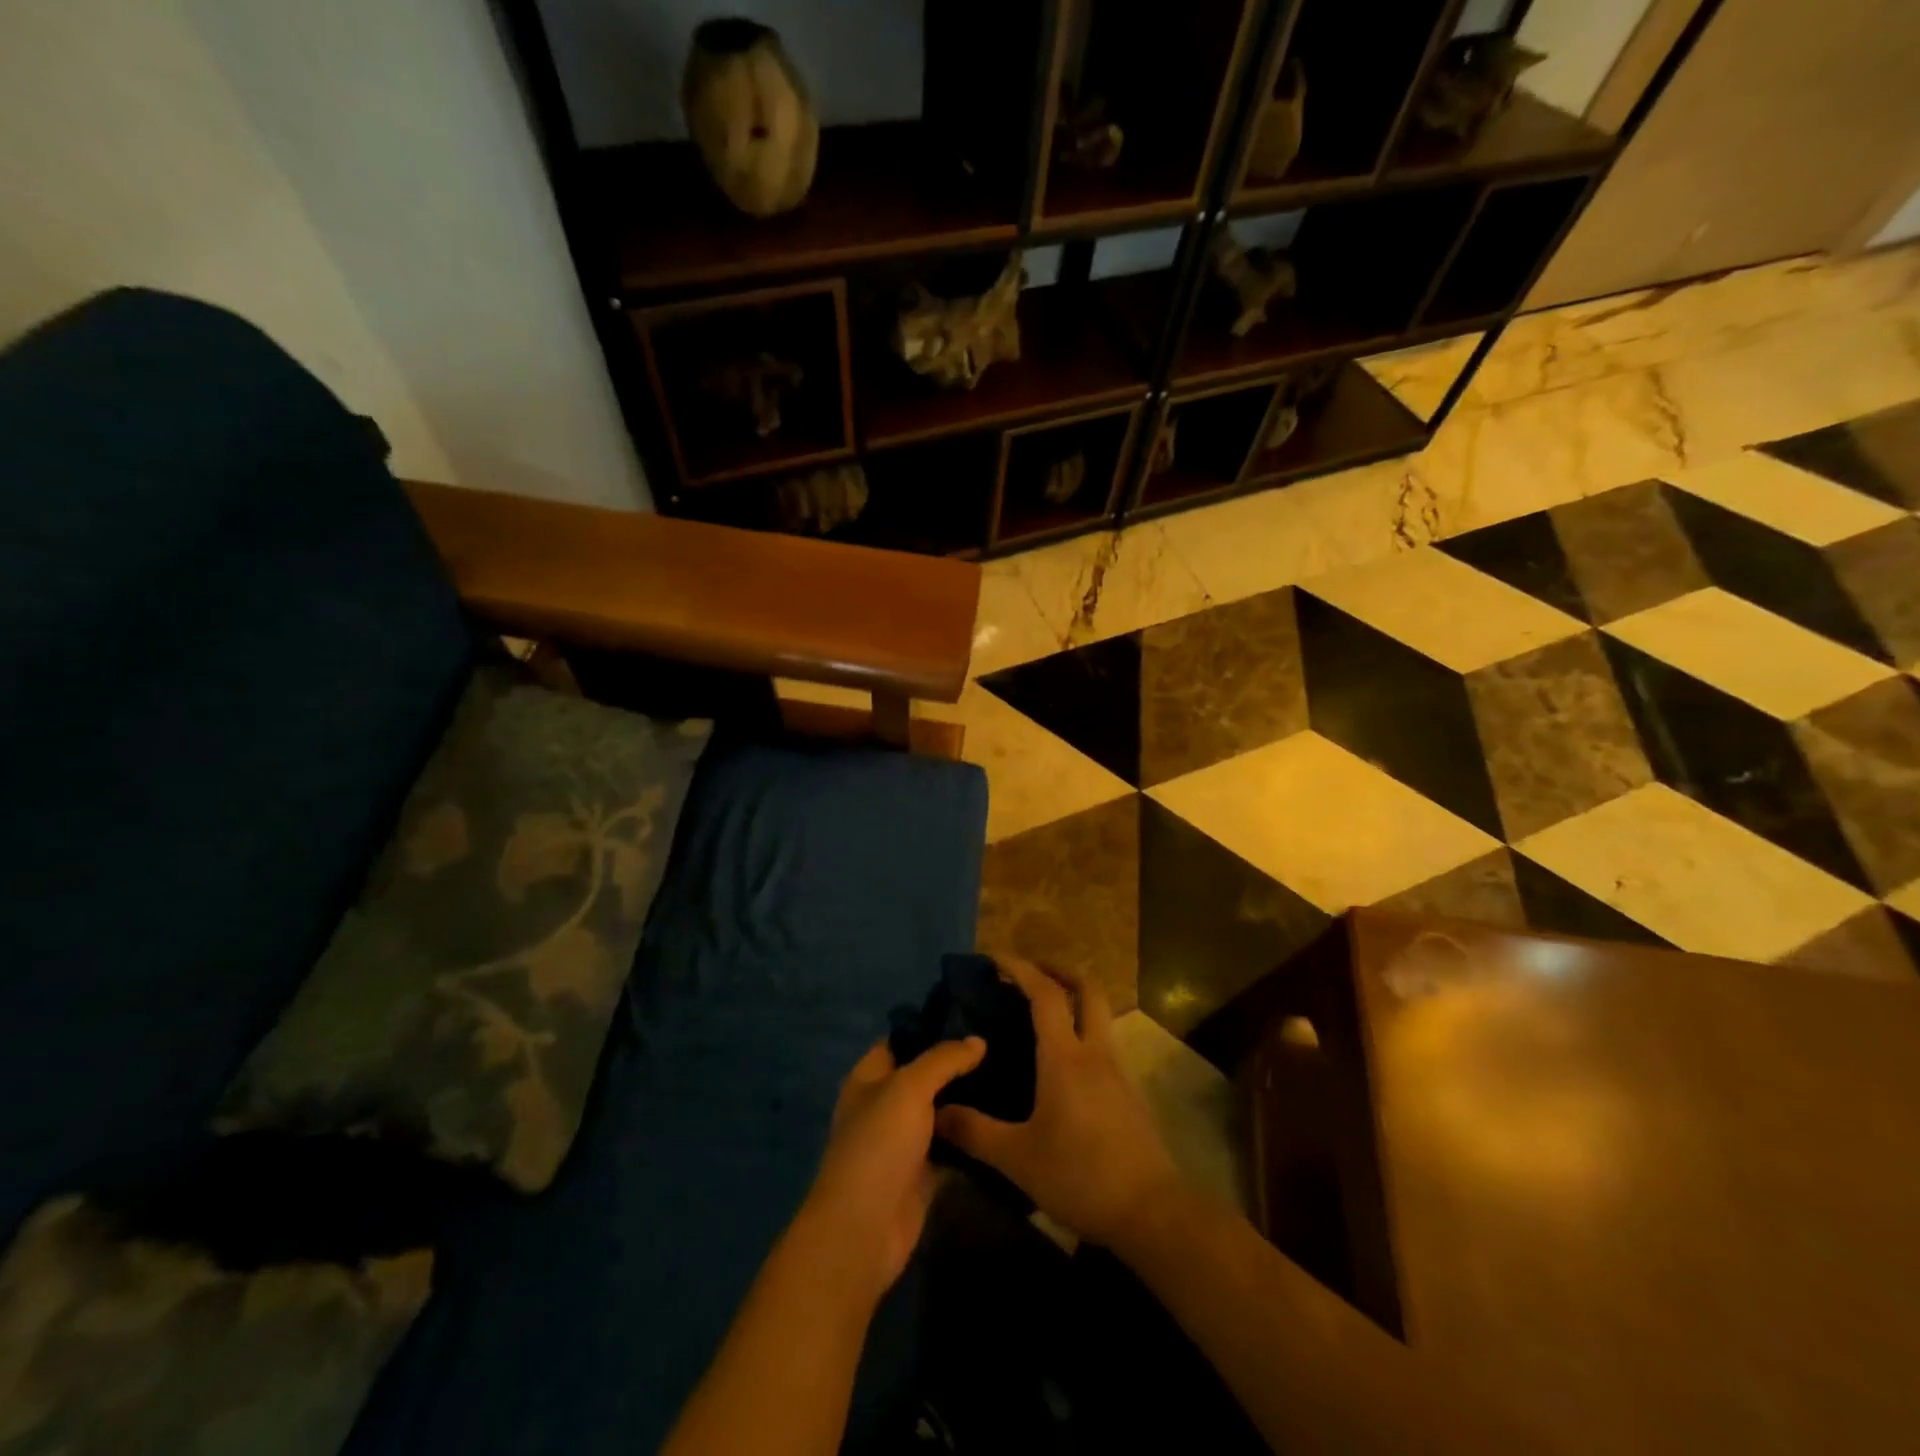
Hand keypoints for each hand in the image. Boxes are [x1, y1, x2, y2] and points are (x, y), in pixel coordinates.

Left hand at [795, 1036, 985, 1304]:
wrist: (864, 1229)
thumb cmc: (879, 1144)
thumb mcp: (909, 1087)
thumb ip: (944, 1059)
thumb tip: (978, 1040)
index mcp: (870, 1077)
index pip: (902, 1039)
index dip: (933, 1025)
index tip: (974, 1014)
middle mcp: (885, 1104)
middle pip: (926, 1075)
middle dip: (959, 1063)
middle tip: (1004, 1044)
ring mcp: (905, 1141)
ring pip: (942, 1111)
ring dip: (970, 1100)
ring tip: (1014, 1075)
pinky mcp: (924, 1173)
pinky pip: (953, 1147)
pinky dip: (973, 1137)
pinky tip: (1007, 1119)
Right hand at [936, 956, 1181, 1248]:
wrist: (1150, 1212)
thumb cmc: (1080, 1175)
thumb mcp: (1017, 1158)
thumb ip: (974, 1132)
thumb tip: (936, 1112)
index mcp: (1065, 1057)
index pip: (1045, 994)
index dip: (1020, 969)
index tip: (995, 958)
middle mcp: (1095, 1052)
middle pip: (1087, 989)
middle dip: (1059, 970)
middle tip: (1030, 973)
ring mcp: (1117, 1070)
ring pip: (1100, 1014)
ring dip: (1074, 999)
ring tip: (1042, 1013)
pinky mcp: (1128, 1092)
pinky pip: (1103, 1041)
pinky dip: (1082, 1029)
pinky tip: (1063, 1059)